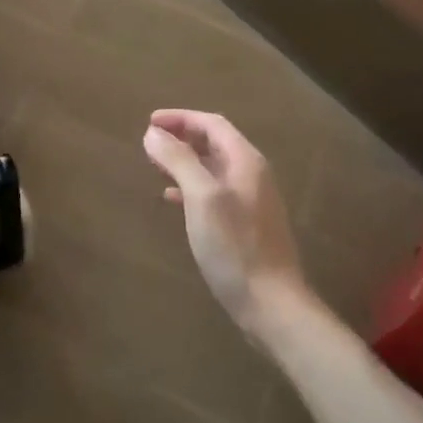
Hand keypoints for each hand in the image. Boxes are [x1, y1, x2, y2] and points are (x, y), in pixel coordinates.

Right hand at [143, 110, 309, 339]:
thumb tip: (153, 133)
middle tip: (150, 142)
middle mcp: (251, 175)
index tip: (149, 122)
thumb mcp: (202, 198)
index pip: (212, 124)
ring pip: (213, 168)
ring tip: (156, 166)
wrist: (272, 305)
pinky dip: (191, 187)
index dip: (180, 118)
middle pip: (214, 143)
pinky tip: (173, 199)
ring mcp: (251, 201)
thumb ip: (179, 160)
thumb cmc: (235, 246)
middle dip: (182, 137)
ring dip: (185, 161)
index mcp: (245, 161)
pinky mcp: (245, 225)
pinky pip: (214, 192)